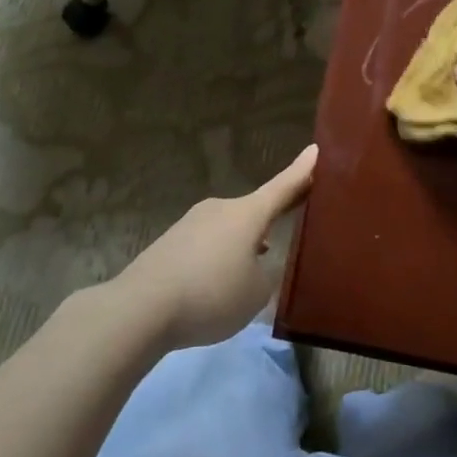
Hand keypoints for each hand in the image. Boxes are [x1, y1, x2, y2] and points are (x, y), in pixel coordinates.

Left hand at [111, 145, 318, 349]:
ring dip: (241, 246)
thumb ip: (265, 275)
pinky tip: (214, 286)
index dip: (302, 171)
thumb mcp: (256, 293)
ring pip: (228, 230)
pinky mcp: (170, 242)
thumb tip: (256, 264)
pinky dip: (217, 260)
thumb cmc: (211, 294)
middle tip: (287, 230)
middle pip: (254, 211)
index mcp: (248, 214)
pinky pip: (206, 245)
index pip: (283, 187)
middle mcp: (220, 209)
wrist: (140, 308)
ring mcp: (191, 222)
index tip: (316, 149)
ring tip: (247, 274)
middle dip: (270, 222)